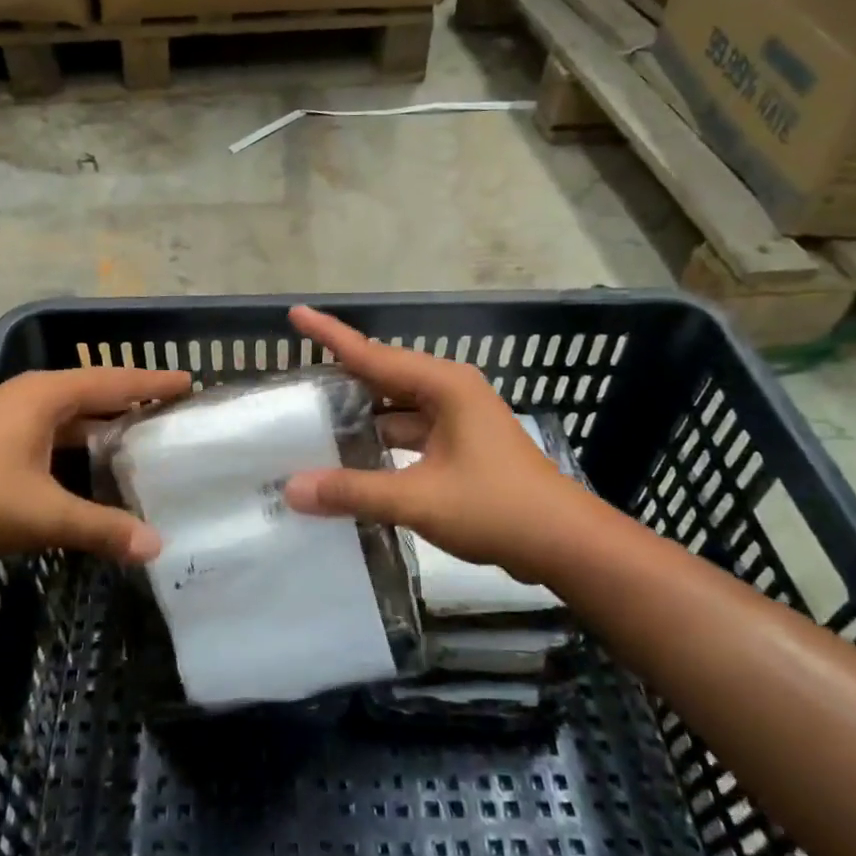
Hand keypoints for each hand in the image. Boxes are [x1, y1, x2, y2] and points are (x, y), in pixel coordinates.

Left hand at [0, 366, 190, 563]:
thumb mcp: (44, 513)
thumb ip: (102, 528)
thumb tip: (157, 547)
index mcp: (47, 396)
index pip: (114, 381)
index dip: (152, 382)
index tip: (189, 381)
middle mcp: (27, 398)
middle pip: (92, 394)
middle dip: (130, 403)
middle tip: (170, 416)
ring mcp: (2, 420)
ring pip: (66, 418)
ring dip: (100, 428)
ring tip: (137, 444)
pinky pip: (46, 437)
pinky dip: (73, 448)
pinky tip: (85, 472)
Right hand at [282, 306, 602, 579]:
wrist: (564, 543)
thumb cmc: (496, 508)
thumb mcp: (418, 499)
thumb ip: (353, 491)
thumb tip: (292, 488)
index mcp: (444, 386)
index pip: (372, 354)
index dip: (330, 335)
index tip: (296, 313)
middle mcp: (450, 392)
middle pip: (383, 377)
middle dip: (341, 377)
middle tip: (295, 379)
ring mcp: (458, 420)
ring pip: (396, 409)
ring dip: (361, 416)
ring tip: (312, 420)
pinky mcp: (461, 447)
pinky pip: (410, 433)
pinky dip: (381, 442)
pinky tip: (353, 458)